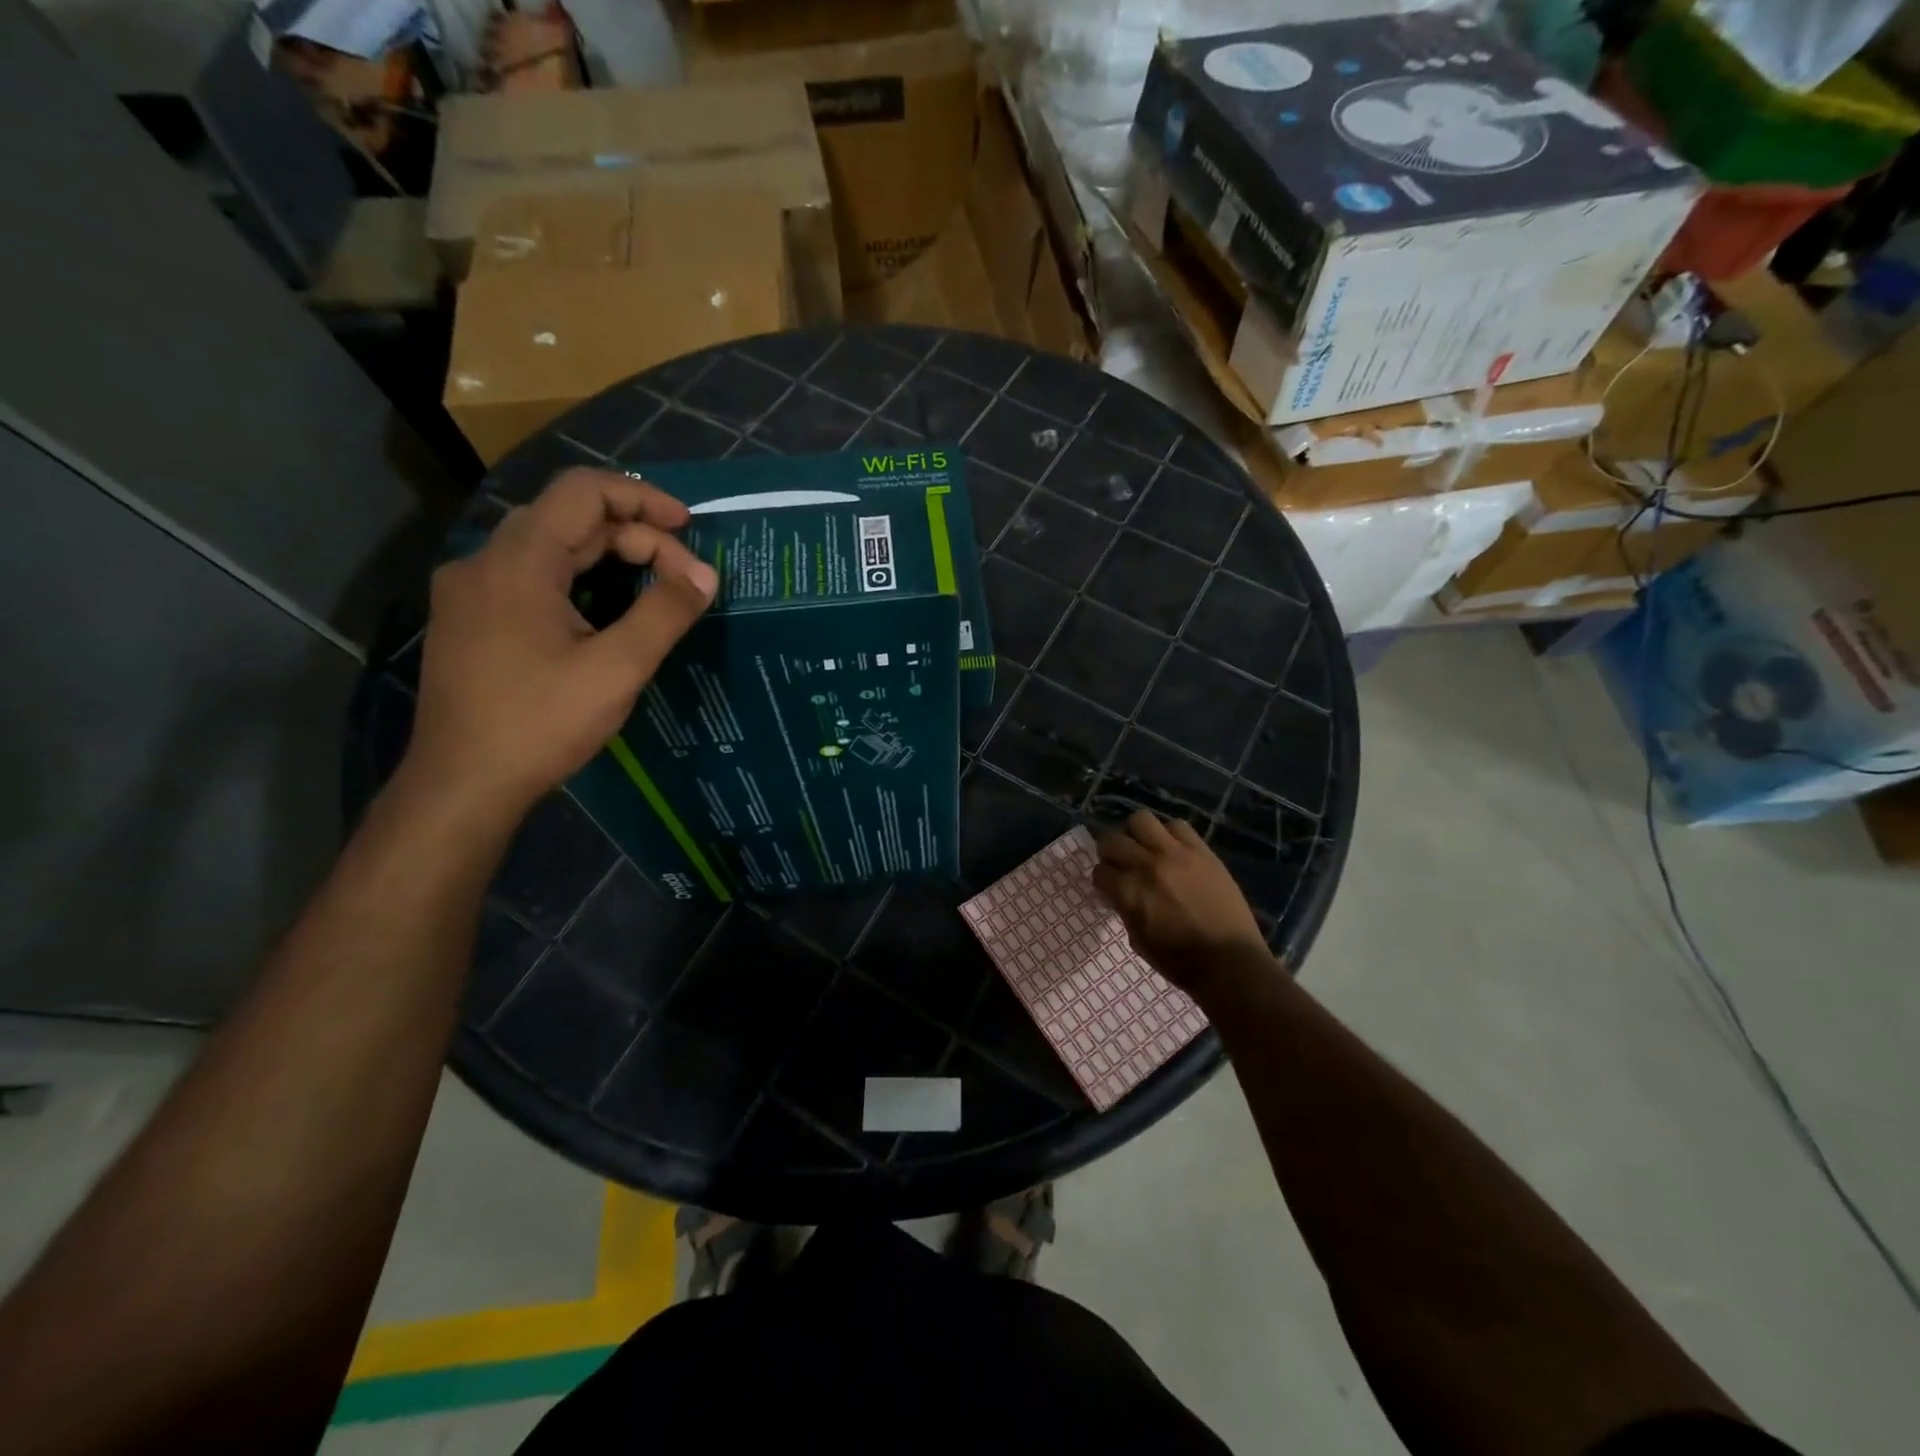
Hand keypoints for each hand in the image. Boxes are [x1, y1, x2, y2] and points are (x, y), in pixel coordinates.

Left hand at [402, 469, 716, 820]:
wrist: (462, 784)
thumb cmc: (541, 723)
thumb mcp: (617, 669)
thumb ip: (665, 613)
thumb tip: (705, 576)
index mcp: (518, 562)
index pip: (583, 492)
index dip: (642, 498)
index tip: (689, 527)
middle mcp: (486, 562)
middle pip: (569, 519)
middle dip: (635, 536)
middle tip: (684, 577)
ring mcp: (471, 592)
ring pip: (549, 548)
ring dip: (607, 556)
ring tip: (654, 585)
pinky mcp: (470, 621)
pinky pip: (531, 577)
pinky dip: (578, 578)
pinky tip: (602, 611)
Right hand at [1092, 811, 1271, 995]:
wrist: (1229, 961)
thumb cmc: (1179, 961)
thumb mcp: (1138, 940)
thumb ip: (1125, 909)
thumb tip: (1121, 892)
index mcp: (1128, 892)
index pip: (1099, 871)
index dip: (1102, 880)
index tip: (1109, 886)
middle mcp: (1146, 865)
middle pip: (1112, 840)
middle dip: (1111, 854)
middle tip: (1122, 865)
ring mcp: (1175, 854)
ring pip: (1141, 820)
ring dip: (1137, 835)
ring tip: (1146, 849)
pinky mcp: (1201, 851)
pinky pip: (1178, 826)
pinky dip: (1170, 835)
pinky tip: (1174, 850)